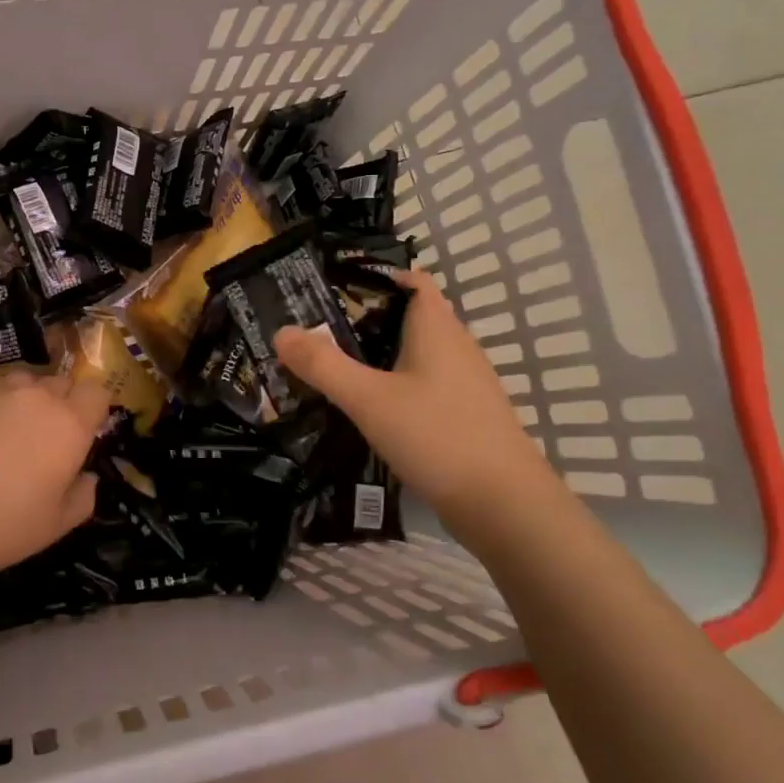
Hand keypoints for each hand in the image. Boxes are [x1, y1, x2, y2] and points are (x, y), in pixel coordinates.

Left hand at [0, 369, 109, 583]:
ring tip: (11, 433)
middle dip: (61, 403)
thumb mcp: (56, 525)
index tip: (84, 433)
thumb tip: (87, 478)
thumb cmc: (3, 526)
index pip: (96, 392)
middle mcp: (35, 398)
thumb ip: (83, 496)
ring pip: (22, 383)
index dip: (94, 409)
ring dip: (26, 400)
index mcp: (68, 424)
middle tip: (47, 439)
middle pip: (60, 383)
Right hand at [275, 270, 556, 529]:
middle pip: (408, 316)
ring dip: (376, 355)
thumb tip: (280, 331)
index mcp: (437, 328)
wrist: (503, 505)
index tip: (329, 289)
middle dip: (363, 319)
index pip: (411, 280)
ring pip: (413, 353)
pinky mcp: (463, 414)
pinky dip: (392, 384)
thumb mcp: (368, 399)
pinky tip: (366, 406)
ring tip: (331, 365)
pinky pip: (421, 383)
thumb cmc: (436, 436)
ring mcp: (463, 383)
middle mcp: (455, 346)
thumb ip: (322, 365)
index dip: (373, 277)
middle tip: (315, 330)